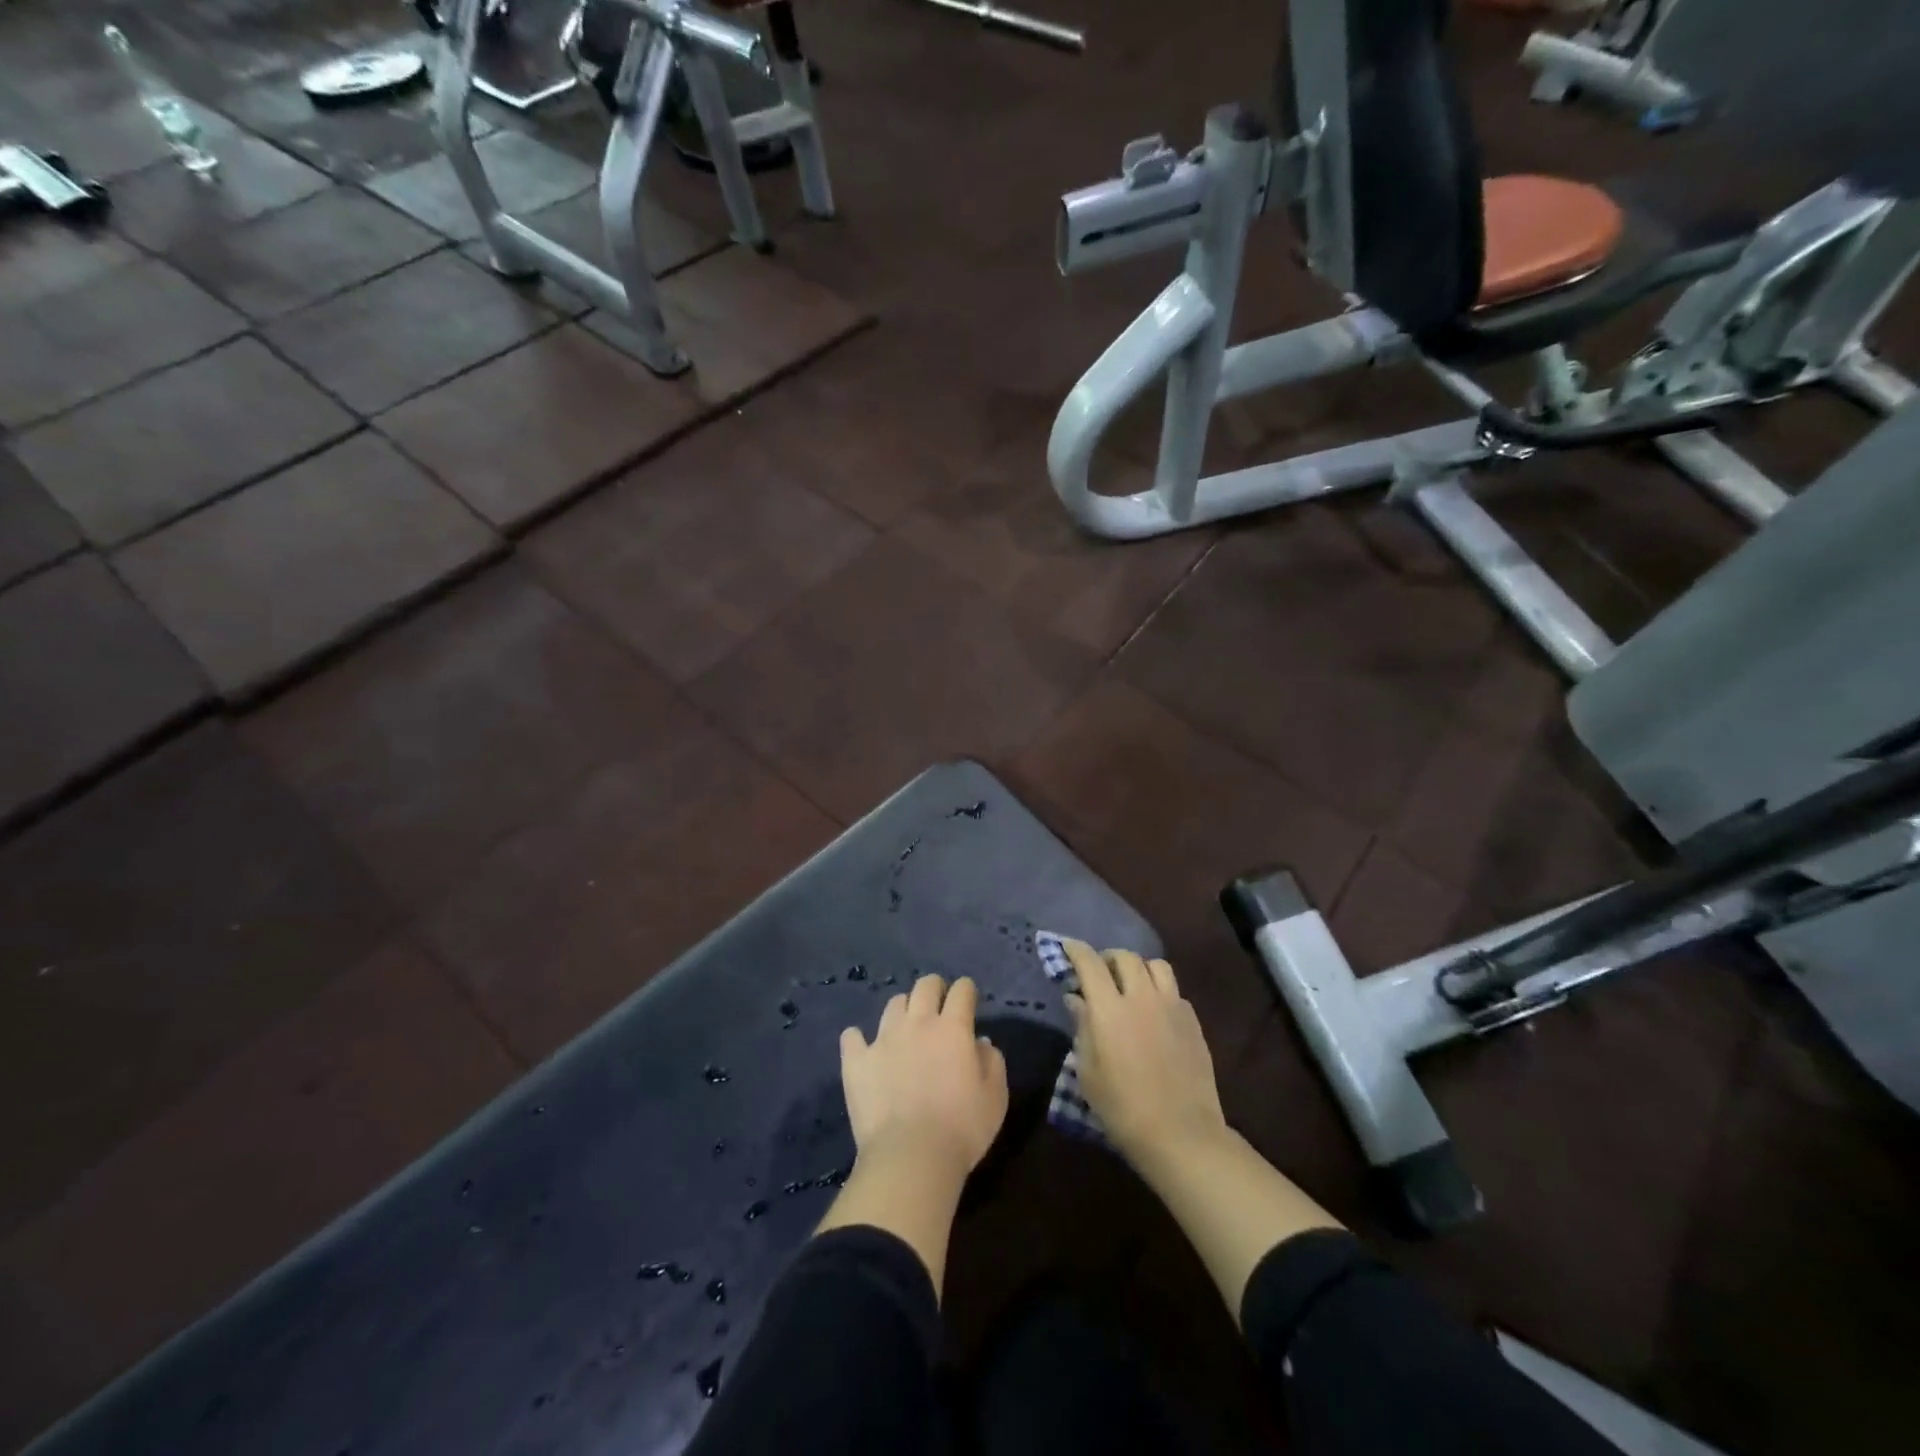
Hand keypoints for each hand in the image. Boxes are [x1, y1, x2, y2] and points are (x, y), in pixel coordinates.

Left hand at [840, 974, 1008, 1183]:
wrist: (910, 1158)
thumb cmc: (962, 1129)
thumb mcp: (995, 1097)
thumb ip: (992, 1062)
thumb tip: (981, 1042)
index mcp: (952, 1028)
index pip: (961, 991)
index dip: (966, 990)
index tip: (968, 1000)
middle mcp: (918, 1023)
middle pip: (925, 986)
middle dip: (935, 988)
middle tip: (938, 1004)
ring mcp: (883, 1039)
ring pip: (893, 1005)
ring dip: (904, 1010)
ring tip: (906, 1027)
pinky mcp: (857, 1061)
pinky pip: (852, 1037)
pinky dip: (858, 1039)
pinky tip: (863, 1047)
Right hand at [1062, 940, 1227, 1167]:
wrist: (1180, 1133)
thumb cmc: (1123, 1108)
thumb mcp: (1088, 1072)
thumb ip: (1082, 1028)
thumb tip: (1077, 999)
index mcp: (1110, 1009)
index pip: (1090, 963)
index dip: (1076, 950)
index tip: (1067, 948)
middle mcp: (1142, 997)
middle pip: (1125, 957)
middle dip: (1108, 958)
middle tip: (1100, 973)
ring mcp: (1172, 1006)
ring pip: (1156, 965)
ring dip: (1139, 968)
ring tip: (1132, 985)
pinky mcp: (1193, 1021)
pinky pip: (1174, 991)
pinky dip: (1160, 991)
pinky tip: (1155, 1013)